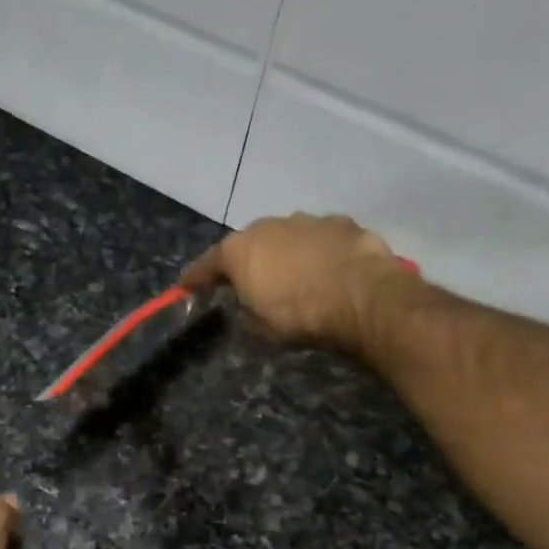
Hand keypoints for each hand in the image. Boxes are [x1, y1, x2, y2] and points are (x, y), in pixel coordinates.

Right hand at [180, 214, 417, 351]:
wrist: (363, 297)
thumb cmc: (300, 315)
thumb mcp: (260, 327)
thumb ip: (246, 311)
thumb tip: (248, 305)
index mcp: (239, 250)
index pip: (207, 264)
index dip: (195, 277)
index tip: (184, 286)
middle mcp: (268, 226)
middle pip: (248, 244)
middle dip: (245, 261)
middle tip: (246, 281)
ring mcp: (308, 220)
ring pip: (286, 236)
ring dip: (284, 253)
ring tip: (293, 276)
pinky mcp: (343, 224)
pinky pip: (320, 239)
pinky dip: (318, 252)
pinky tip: (327, 269)